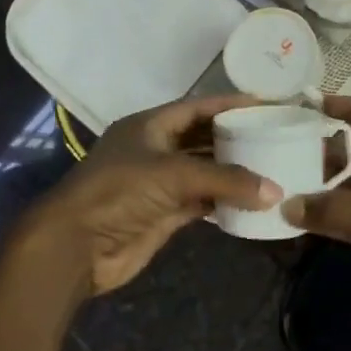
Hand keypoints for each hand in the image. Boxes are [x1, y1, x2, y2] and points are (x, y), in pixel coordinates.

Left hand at [26, 94, 279, 294]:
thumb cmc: (119, 192)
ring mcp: (159, 183)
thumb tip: (275, 190)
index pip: (198, 107)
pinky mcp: (163, 213)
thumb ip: (226, 180)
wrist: (75, 246)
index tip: (266, 104)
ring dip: (233, 172)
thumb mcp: (174, 175)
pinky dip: (224, 200)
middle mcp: (155, 149)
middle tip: (275, 136)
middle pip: (203, 138)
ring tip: (271, 167)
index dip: (231, 105)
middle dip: (236, 138)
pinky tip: (251, 200)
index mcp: (150, 125)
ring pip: (204, 172)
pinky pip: (202, 201)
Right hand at [281, 97, 350, 329]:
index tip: (310, 104)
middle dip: (324, 147)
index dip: (346, 108)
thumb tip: (288, 206)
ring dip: (319, 185)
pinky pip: (346, 221)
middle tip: (282, 144)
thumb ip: (340, 209)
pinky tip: (294, 218)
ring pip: (348, 188)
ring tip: (280, 177)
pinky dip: (324, 219)